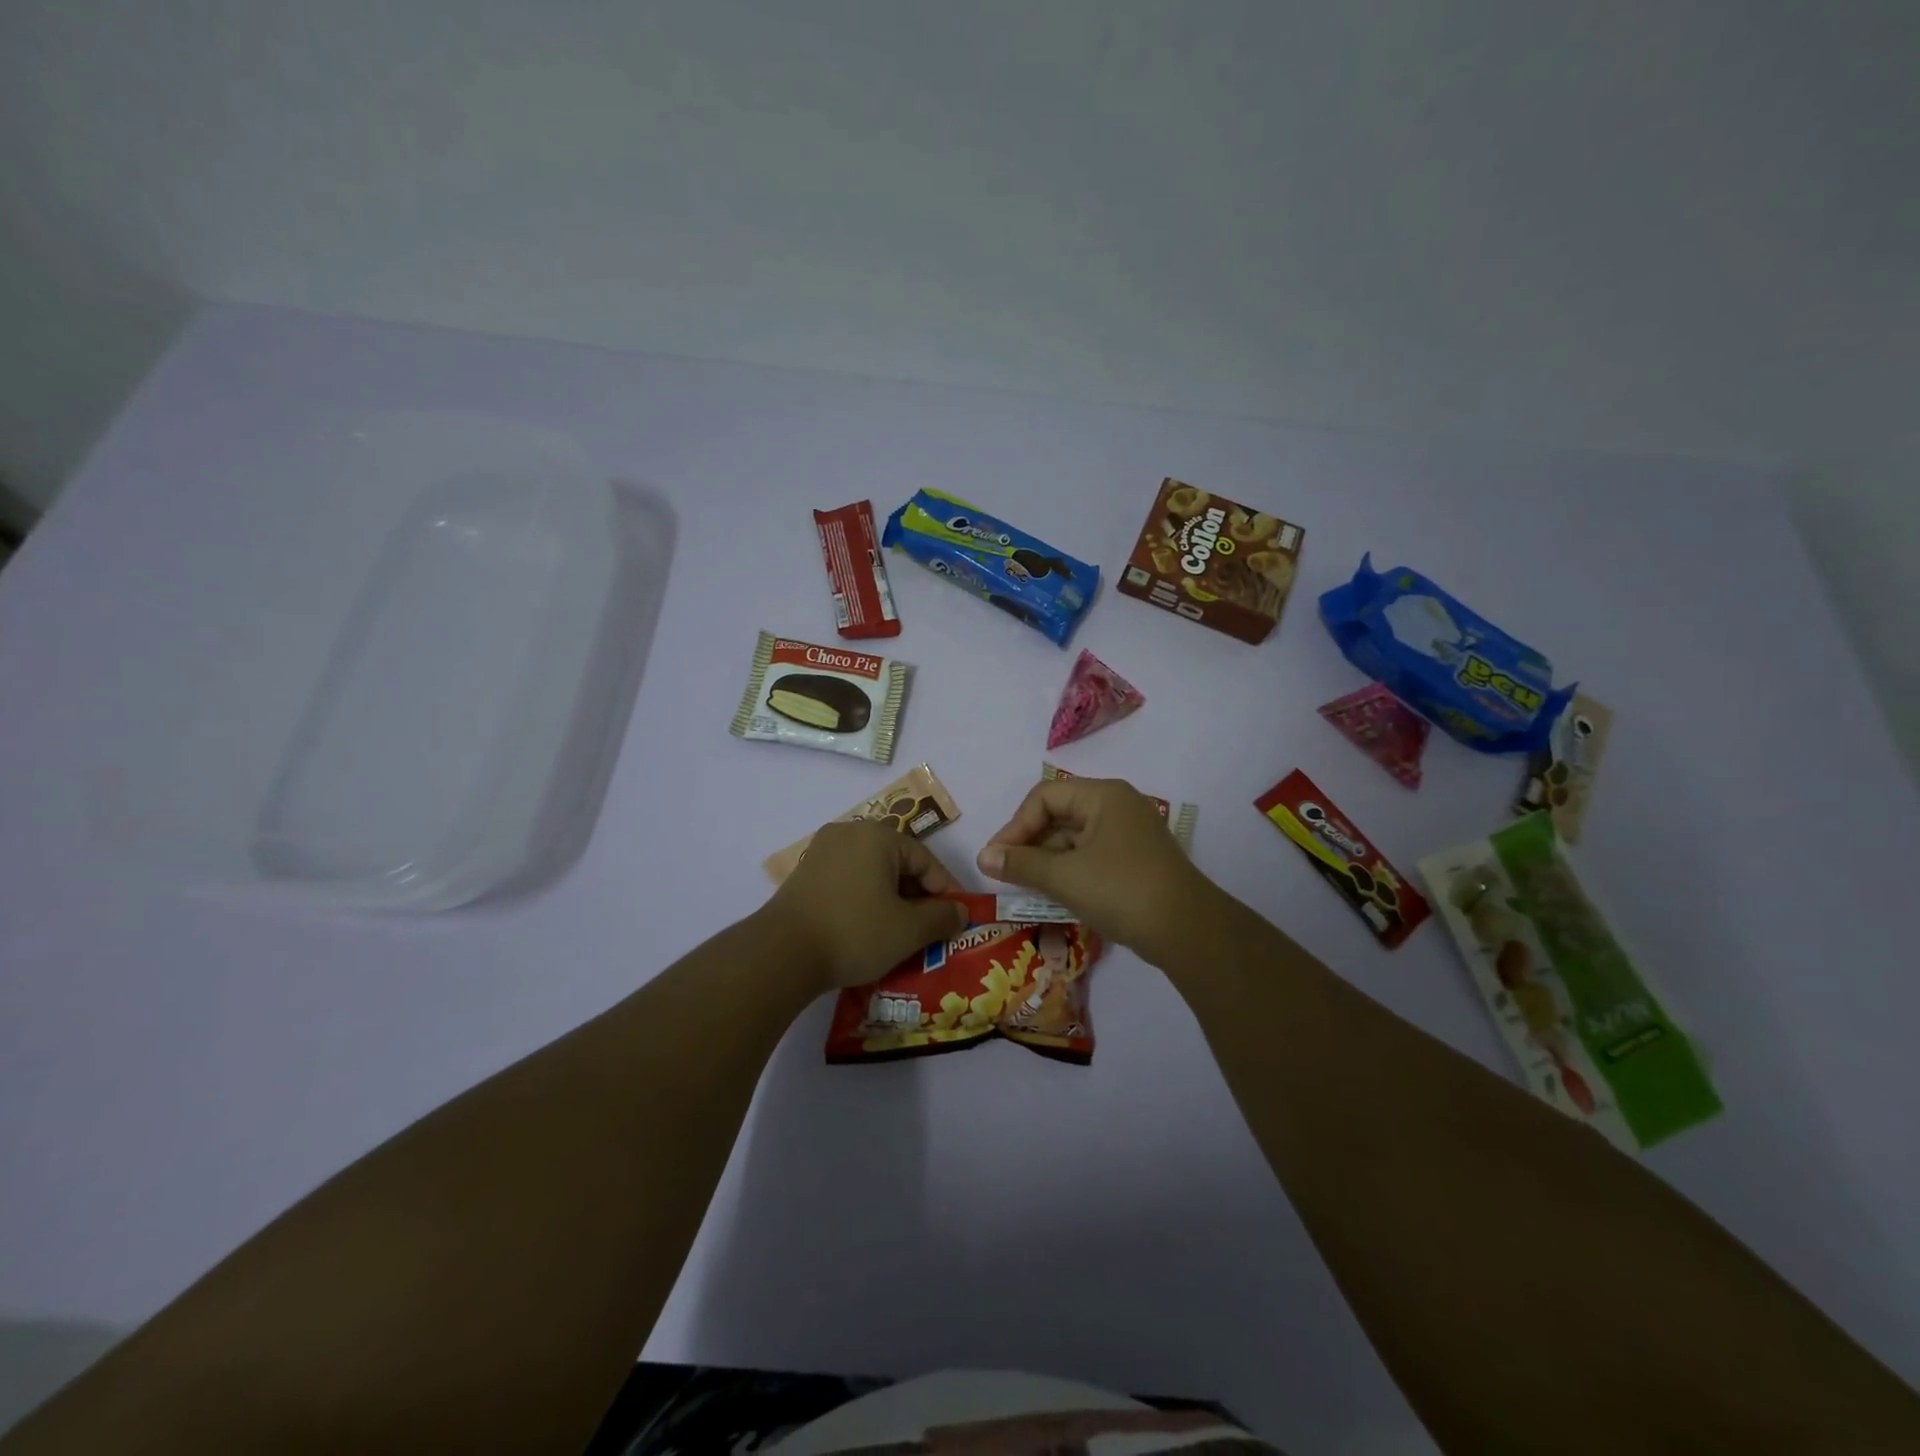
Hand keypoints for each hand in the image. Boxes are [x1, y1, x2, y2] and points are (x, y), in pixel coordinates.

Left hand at [762, 821, 968, 992]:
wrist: (782, 954)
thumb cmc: (854, 932)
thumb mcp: (909, 930)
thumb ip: (942, 917)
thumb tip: (961, 911)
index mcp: (878, 836)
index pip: (925, 860)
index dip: (945, 891)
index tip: (956, 919)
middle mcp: (849, 832)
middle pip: (897, 862)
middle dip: (917, 896)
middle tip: (929, 928)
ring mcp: (822, 851)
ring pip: (872, 872)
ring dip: (891, 900)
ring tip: (901, 932)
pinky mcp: (805, 873)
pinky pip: (848, 880)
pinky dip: (865, 900)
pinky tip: (868, 929)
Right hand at [977, 776, 1219, 965]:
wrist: (1189, 932)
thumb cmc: (1122, 891)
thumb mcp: (1065, 877)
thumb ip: (1021, 864)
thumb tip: (982, 857)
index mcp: (1103, 796)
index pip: (1044, 796)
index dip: (1015, 825)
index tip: (997, 858)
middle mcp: (1117, 807)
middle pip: (1059, 814)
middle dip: (1030, 844)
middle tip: (1007, 874)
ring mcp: (1129, 835)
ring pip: (1074, 838)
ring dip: (1047, 861)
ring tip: (1026, 888)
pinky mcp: (1135, 861)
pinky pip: (1091, 856)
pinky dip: (1069, 872)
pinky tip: (1054, 895)